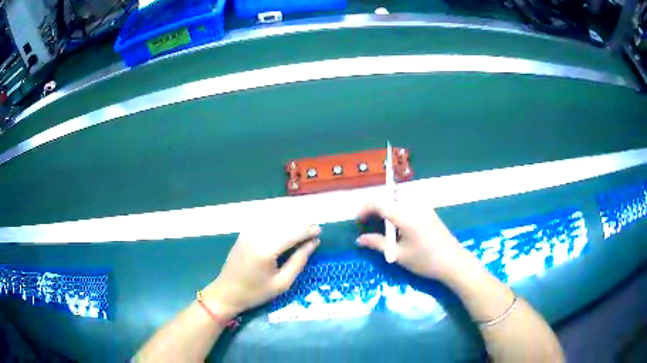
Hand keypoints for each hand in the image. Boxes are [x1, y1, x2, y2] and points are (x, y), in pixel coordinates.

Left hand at [203, 225, 320, 317]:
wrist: (226, 293)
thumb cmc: (255, 293)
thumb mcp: (282, 283)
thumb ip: (298, 261)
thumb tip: (313, 243)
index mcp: (266, 249)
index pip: (292, 233)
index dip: (307, 230)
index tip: (320, 230)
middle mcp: (256, 235)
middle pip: (284, 224)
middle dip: (300, 225)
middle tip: (314, 231)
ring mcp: (248, 232)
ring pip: (275, 221)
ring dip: (290, 223)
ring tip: (303, 231)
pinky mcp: (244, 233)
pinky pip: (265, 223)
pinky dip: (278, 224)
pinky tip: (286, 230)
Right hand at [356, 200, 469, 280]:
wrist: (453, 262)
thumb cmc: (425, 261)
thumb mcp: (398, 255)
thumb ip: (377, 244)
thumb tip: (359, 240)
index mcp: (405, 216)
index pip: (379, 203)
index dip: (365, 209)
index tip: (357, 222)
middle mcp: (414, 206)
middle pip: (388, 198)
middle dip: (374, 207)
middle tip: (366, 223)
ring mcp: (423, 207)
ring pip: (397, 199)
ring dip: (385, 208)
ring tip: (379, 225)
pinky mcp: (428, 211)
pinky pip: (407, 203)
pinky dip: (396, 209)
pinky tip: (395, 225)